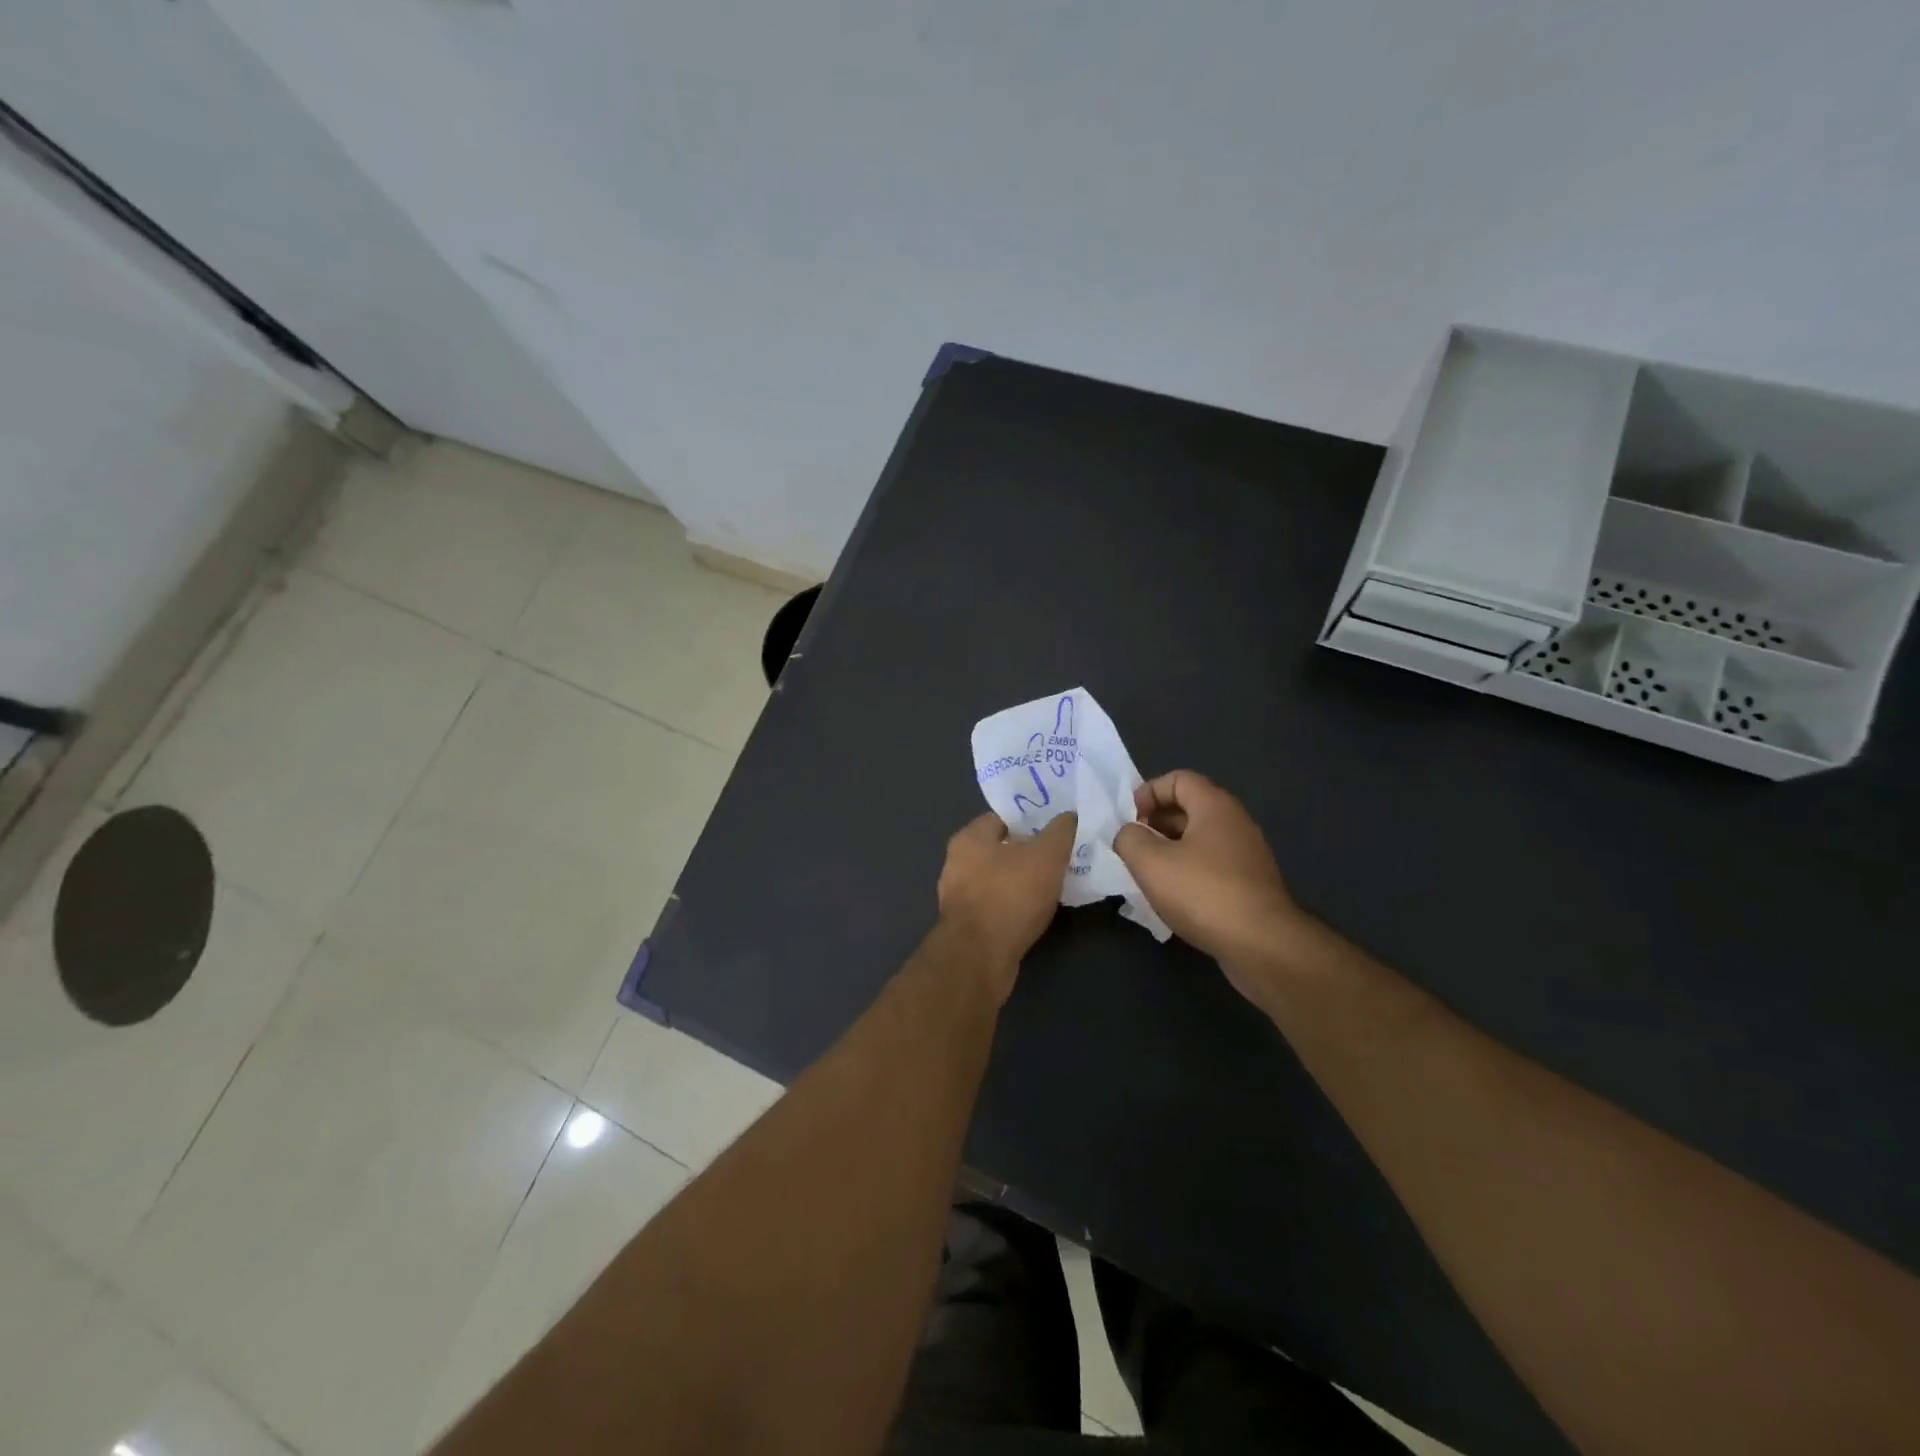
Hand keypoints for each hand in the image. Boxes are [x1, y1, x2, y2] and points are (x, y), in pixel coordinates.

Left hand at [937, 811, 1076, 999]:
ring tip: (1051, 887)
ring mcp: (957, 897)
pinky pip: (994, 906)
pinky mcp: (965, 926)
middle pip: (999, 850)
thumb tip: (1069, 816)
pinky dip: (1013, 907)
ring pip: (996, 880)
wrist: (979, 957)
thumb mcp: (1046, 856)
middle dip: (1027, 853)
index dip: (1029, 821)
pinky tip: (1034, 914)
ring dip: (1020, 882)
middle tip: (1058, 858)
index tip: (1055, 831)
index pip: (1002, 818)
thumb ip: (1060, 832)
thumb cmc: (1010, 896)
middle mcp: (956, 863)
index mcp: (969, 838)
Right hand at [1113, 771, 1306, 999]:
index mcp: (1215, 806)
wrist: (1262, 945)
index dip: (1149, 792)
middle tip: (1133, 846)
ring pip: (1200, 840)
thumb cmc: (1203, 893)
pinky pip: (1212, 865)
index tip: (1130, 819)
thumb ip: (1129, 839)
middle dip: (1156, 822)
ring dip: (1170, 849)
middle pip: (1190, 808)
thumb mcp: (1150, 862)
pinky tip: (1173, 897)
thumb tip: (1129, 834)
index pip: (1179, 779)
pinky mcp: (1250, 885)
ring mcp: (1247, 855)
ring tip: (1147, 873)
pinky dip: (1188, 871)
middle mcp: (1236, 823)